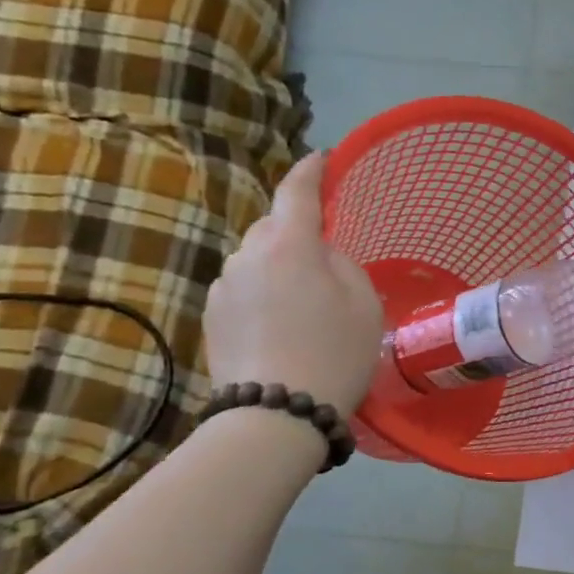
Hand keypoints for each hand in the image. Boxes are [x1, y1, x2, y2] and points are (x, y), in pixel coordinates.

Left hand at [204, 153, 383, 414]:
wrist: (275, 414)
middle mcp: (247, 255)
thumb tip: (317, 253)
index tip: (322, 159)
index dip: (311, 170)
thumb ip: (341, 262)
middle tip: (325, 259)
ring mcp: (222, 286)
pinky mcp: (210, 316)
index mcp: (288, 244)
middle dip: (296, 230)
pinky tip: (279, 326)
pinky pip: (243, 288)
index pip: (297, 191)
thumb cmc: (334, 353)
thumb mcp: (363, 302)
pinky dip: (262, 294)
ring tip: (303, 304)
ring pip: (256, 259)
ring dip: (277, 266)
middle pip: (273, 226)